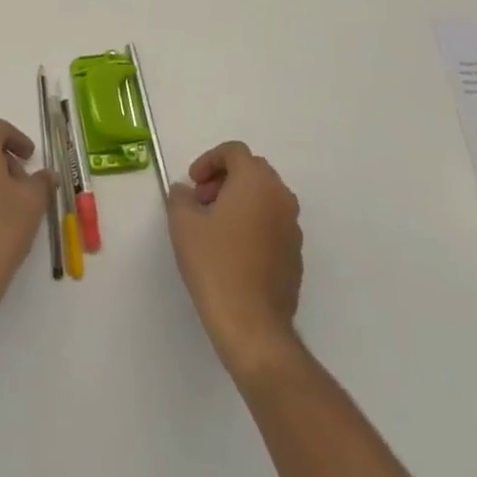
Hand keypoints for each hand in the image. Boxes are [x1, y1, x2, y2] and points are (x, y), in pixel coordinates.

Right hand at [167, 141, 302, 376]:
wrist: (252, 324)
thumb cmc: (215, 264)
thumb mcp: (183, 224)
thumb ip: (181, 197)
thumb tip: (185, 192)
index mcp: (256, 182)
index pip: (234, 151)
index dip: (209, 160)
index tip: (193, 183)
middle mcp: (281, 197)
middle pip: (252, 171)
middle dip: (224, 178)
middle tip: (201, 201)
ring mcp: (293, 227)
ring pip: (265, 197)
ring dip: (239, 200)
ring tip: (214, 227)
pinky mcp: (295, 254)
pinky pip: (272, 223)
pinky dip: (253, 223)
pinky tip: (233, 251)